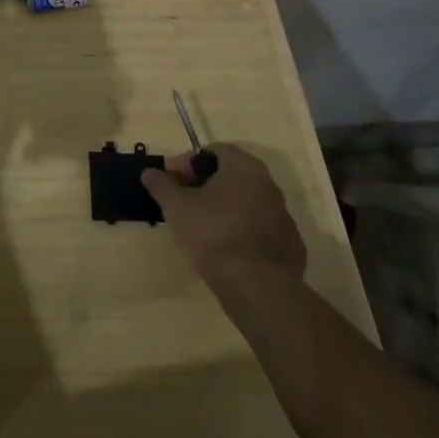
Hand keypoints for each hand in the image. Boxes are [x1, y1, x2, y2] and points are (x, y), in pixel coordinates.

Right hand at [143, 144, 307, 299]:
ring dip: (224, 209)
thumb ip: (161, 185)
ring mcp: (283, 216)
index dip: (187, 163)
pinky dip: (241, 232)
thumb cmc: (213, 233)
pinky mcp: (290, 246)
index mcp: (244, 167)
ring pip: (246, 203)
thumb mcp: (176, 207)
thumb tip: (148, 172)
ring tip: (201, 229)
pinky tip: (225, 250)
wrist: (257, 286)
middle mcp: (269, 184)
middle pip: (231, 176)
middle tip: (183, 203)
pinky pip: (259, 229)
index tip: (171, 181)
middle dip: (204, 185)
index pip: (213, 151)